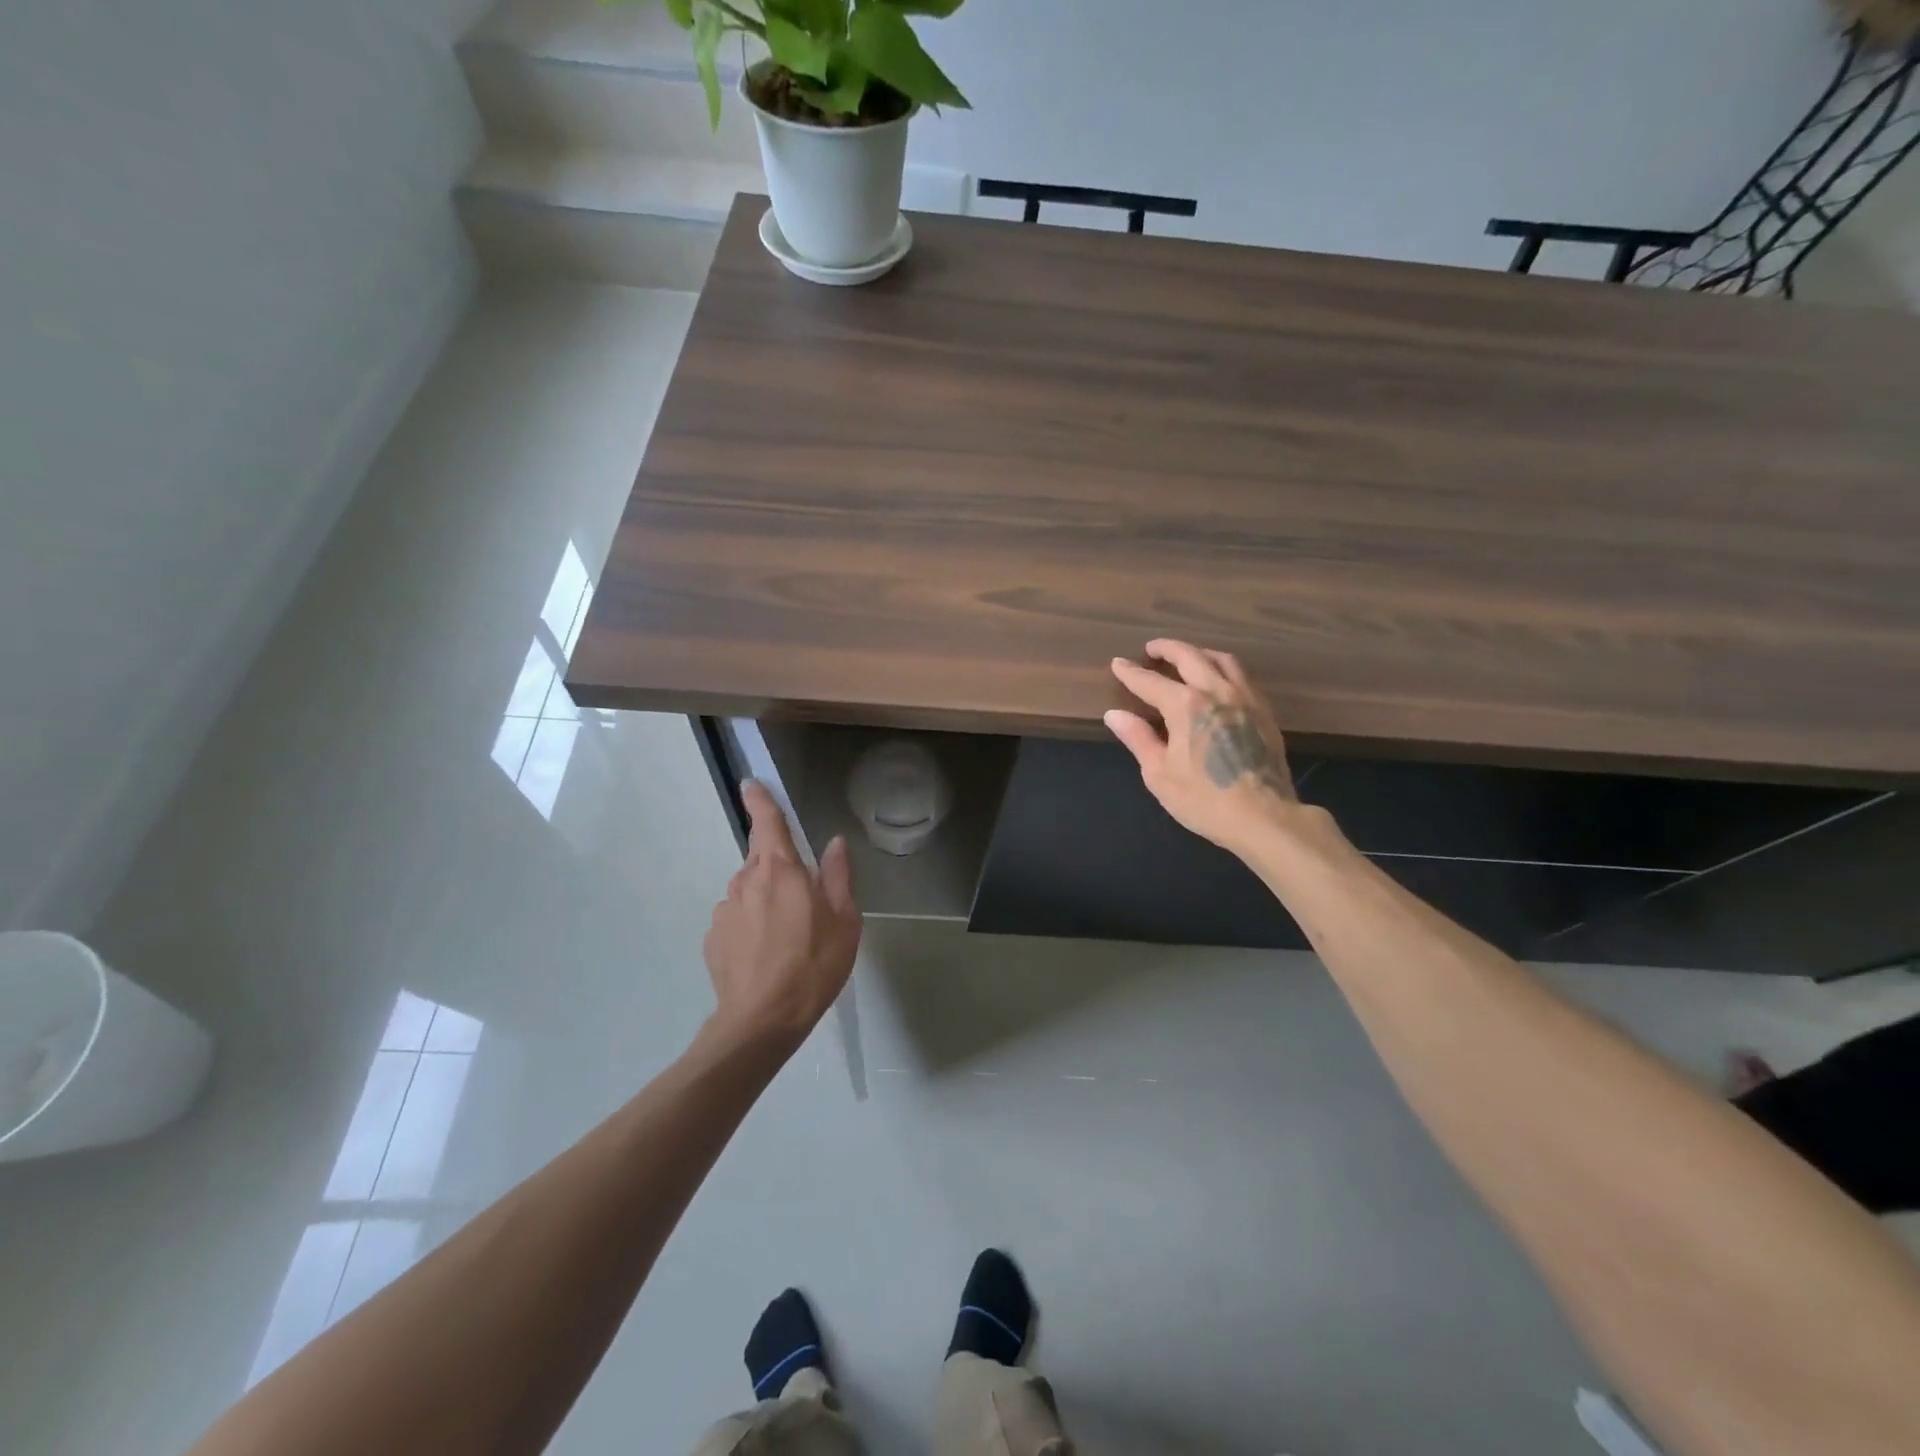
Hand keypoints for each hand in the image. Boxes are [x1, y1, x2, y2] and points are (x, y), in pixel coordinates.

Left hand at [703, 781, 861, 1044]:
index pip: (767, 822)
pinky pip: (736, 920)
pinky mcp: (712, 939)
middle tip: (804, 902)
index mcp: (780, 870)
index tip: (751, 784)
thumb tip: (834, 843)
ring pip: (748, 892)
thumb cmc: (813, 965)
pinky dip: (750, 927)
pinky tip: (765, 956)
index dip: (760, 800)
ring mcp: (724, 910)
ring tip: (787, 938)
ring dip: (765, 901)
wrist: (762, 1021)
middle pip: (761, 860)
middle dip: (779, 869)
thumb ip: (839, 876)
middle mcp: (745, 881)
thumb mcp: (845, 920)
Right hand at [1106, 640, 1301, 858]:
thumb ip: (1138, 738)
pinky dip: (1222, 669)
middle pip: (1190, 656)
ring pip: (1221, 660)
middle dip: (1168, 648)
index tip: (1118, 664)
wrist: (1264, 817)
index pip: (1150, 681)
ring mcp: (1245, 698)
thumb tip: (1115, 714)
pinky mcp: (1264, 711)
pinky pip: (1242, 676)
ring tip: (1186, 658)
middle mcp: (1216, 691)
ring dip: (1199, 653)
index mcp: (1186, 705)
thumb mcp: (1159, 773)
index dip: (1131, 672)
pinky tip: (1218, 682)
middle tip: (1152, 649)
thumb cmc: (1204, 799)